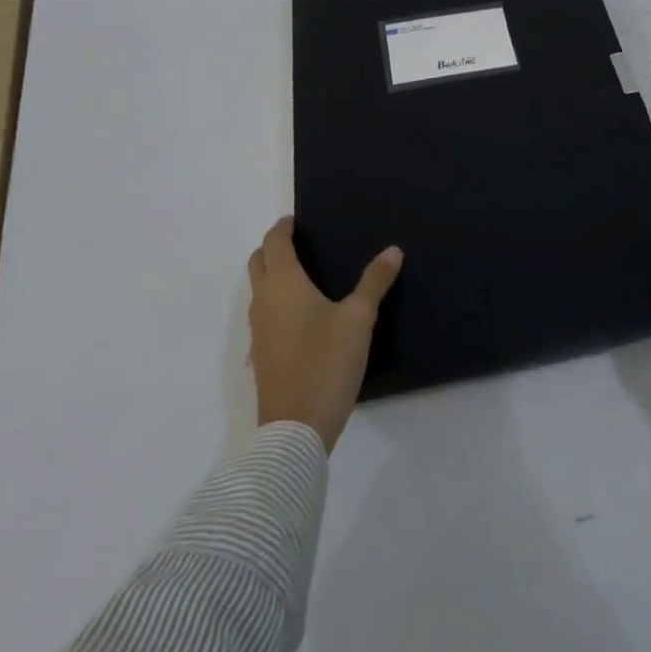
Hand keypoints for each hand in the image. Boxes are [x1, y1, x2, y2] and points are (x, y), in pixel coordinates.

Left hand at [247, 217, 402, 451]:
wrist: (295, 431)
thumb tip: (393, 250)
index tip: (296, 220)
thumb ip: (374, 282)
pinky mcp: (261, 356)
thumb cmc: (326, 363)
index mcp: (283, 284)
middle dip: (273, 248)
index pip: (274, 243)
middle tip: (299, 243)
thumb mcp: (358, 320)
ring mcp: (258, 331)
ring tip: (304, 276)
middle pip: (258, 263)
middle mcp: (264, 302)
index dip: (283, 228)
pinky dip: (274, 302)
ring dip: (272, 275)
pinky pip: (263, 314)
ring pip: (258, 290)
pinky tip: (299, 316)